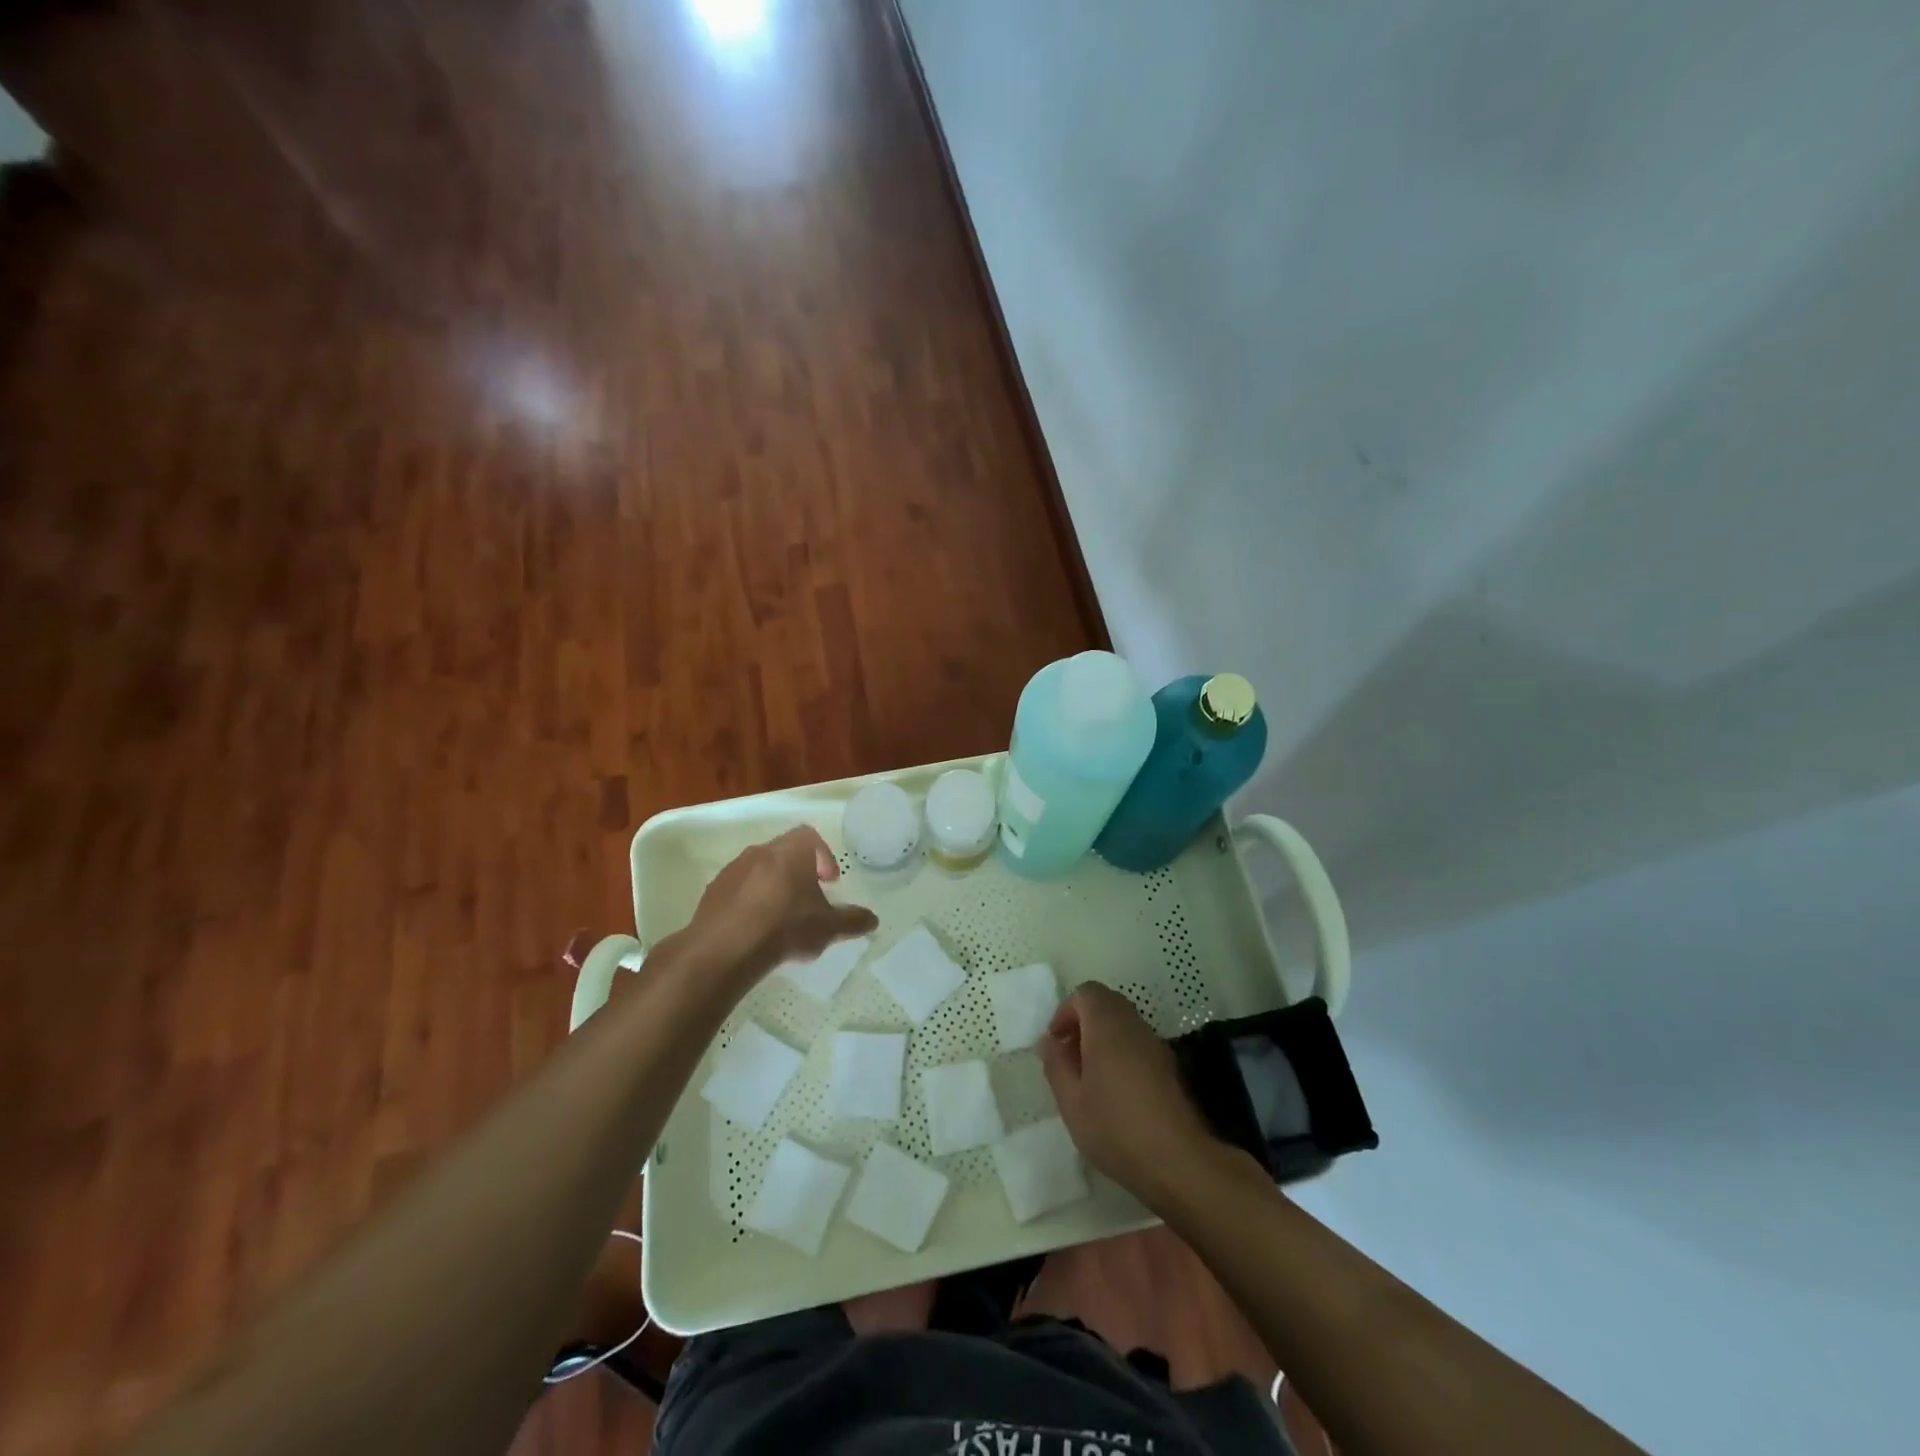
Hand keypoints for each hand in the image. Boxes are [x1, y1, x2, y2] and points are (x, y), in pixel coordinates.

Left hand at [686, 827, 877, 990]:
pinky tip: (755, 928)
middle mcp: (761, 851)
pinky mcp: (713, 891)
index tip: (829, 882)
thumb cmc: (785, 927)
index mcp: (791, 851)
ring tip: (781, 916)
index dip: (823, 856)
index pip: (811, 837)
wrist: (725, 949)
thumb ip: (852, 921)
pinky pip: (738, 888)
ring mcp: (733, 870)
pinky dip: (750, 900)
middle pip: (785, 852)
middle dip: (799, 872)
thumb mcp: (828, 928)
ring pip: (760, 869)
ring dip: (773, 886)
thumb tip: (873, 920)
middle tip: (808, 899)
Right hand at [1038, 982, 1227, 1208]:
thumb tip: (1049, 1041)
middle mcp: (1134, 1025)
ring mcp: (1156, 1044)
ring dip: (1103, 1037)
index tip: (1056, 1042)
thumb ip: (1057, 1065)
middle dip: (1084, 1022)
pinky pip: (1138, 1043)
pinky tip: (1115, 1091)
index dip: (1066, 1011)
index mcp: (1107, 1026)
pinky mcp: (1170, 1066)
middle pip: (1106, 1003)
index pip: (1086, 993)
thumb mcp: (1072, 1102)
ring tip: (1089, 1077)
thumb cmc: (1116, 1128)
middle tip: (1070, 1056)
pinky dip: (1121, 1052)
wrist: (1179, 1161)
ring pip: (1124, 1023)